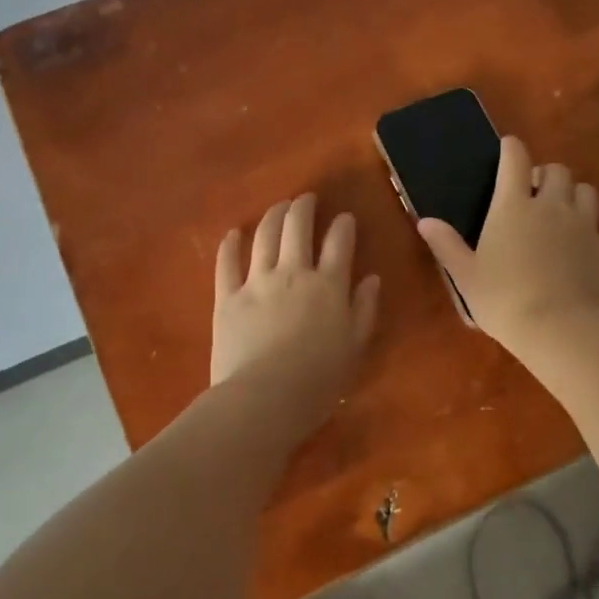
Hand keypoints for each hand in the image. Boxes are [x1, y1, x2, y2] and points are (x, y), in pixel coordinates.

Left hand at [211, 193, 380, 435]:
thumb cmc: (318, 382)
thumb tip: (371, 278)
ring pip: (264, 236)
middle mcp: (292, 273)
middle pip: (297, 227)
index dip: (343, 225)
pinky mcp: (227, 297)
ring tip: (279, 207)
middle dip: (303, 207)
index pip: (339, 242)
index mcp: (328, 285)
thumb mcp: (354, 348)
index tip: (345, 218)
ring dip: (273, 216)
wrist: (264, 399)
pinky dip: (230, 244)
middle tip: (306, 199)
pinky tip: (234, 233)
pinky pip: (227, 263)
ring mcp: (256, 281)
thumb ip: (364, 309)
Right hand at [416, 135, 598, 348]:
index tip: (508, 147)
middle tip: (533, 192)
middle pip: (557, 170)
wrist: (561, 329)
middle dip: (545, 174)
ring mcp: (585, 227)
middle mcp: (552, 207)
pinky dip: (592, 236)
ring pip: (587, 192)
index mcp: (513, 206)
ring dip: (573, 196)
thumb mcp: (465, 275)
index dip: (511, 148)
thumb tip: (425, 221)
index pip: (514, 159)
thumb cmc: (503, 299)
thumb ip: (446, 245)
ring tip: (561, 215)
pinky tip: (582, 253)